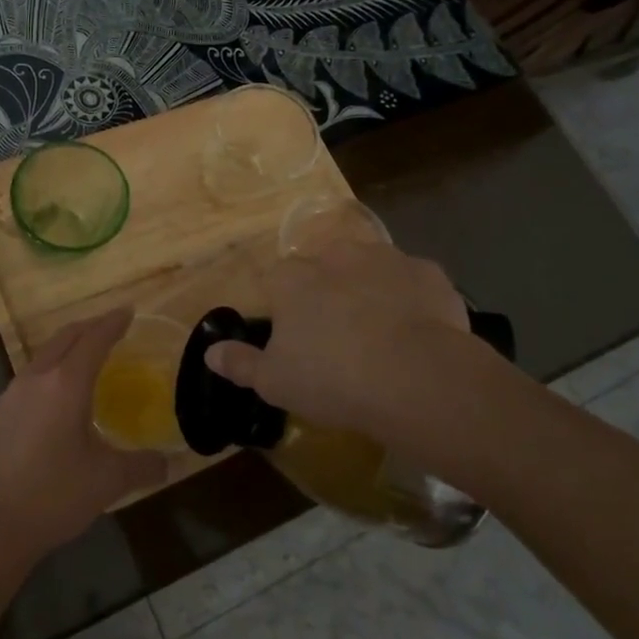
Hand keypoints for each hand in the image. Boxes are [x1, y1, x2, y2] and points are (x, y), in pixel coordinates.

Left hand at [0, 309, 166, 569]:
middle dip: (90, 327)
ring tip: (87, 356)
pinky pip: (31, 375)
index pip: (94, 339)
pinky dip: (51, 369)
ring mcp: (12, 393)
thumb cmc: (54, 496)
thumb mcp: (108, 481)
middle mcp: (37, 378)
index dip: (113, 323)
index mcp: (66, 384)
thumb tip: (169, 462)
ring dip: (68, 346)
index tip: (129, 311)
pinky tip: (57, 394)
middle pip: (66, 337)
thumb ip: (142, 466)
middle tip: (111, 326)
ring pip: (44, 354)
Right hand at [205, 243, 508, 446]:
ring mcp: (384, 258)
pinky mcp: (428, 272)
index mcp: (293, 279)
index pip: (277, 280)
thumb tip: (210, 352)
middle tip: (338, 334)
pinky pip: (413, 281)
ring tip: (381, 332)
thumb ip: (240, 363)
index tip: (296, 337)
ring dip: (370, 289)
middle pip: (323, 266)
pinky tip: (418, 331)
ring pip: (369, 268)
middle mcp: (334, 256)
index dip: (285, 307)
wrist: (416, 378)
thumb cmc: (332, 379)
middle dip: (328, 291)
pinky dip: (412, 299)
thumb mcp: (274, 382)